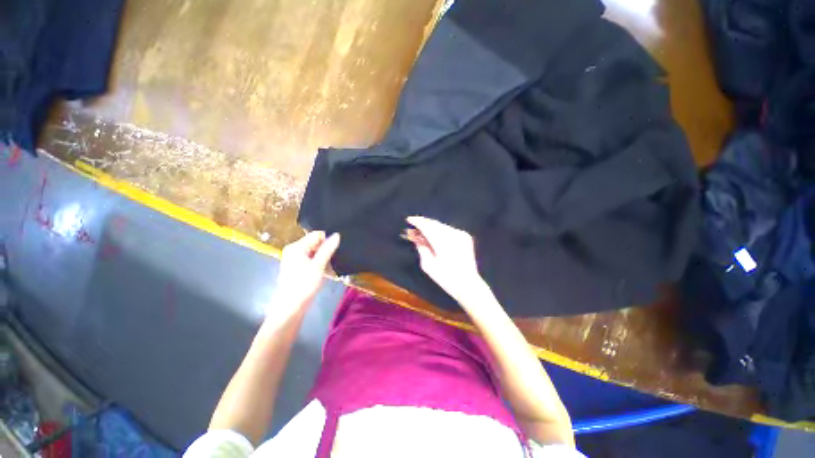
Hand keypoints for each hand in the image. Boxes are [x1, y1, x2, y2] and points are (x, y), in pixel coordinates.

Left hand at [271, 231, 339, 316]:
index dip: (328, 240)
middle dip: (327, 250)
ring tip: (331, 268)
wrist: (290, 308)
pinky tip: (326, 272)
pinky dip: (320, 264)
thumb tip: (337, 234)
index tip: (336, 250)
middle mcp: (294, 250)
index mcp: (296, 247)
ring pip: (316, 252)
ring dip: (325, 259)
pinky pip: (313, 260)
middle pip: (316, 243)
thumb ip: (328, 249)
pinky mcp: (298, 268)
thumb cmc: (303, 285)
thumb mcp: (318, 266)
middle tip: (334, 260)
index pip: (317, 235)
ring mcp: (296, 259)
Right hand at [405, 216, 487, 303]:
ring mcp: (460, 234)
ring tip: (423, 231)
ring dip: (432, 226)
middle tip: (414, 226)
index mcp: (442, 242)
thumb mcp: (428, 265)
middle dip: (423, 223)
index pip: (427, 226)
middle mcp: (452, 235)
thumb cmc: (445, 277)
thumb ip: (421, 247)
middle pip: (434, 223)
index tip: (409, 220)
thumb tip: (414, 236)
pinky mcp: (465, 236)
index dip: (417, 221)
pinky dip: (440, 230)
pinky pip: (449, 229)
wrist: (467, 283)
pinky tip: (436, 236)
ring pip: (441, 225)